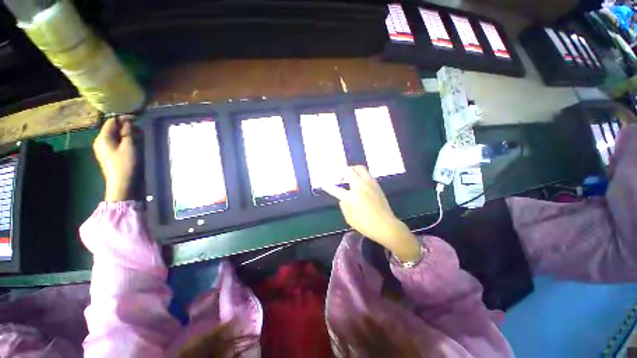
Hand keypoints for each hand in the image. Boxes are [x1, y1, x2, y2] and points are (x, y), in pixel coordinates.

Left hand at [93, 117, 136, 201]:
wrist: (123, 185)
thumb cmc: (126, 164)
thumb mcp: (130, 146)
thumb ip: (128, 132)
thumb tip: (128, 121)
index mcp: (103, 137)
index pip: (112, 121)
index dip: (124, 119)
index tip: (138, 120)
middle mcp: (100, 142)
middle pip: (113, 129)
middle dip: (126, 128)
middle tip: (140, 131)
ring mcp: (104, 150)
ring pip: (115, 137)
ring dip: (127, 135)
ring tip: (139, 139)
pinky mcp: (110, 157)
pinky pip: (117, 144)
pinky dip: (125, 142)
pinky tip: (134, 147)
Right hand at [323, 166, 420, 261]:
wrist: (387, 226)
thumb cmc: (366, 225)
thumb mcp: (350, 218)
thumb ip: (344, 206)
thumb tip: (343, 198)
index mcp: (353, 197)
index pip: (337, 189)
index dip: (329, 187)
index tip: (324, 184)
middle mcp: (361, 186)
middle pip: (350, 170)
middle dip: (342, 172)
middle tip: (340, 179)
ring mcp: (370, 184)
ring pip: (360, 169)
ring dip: (352, 171)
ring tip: (349, 178)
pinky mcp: (377, 185)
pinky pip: (367, 174)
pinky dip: (360, 175)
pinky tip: (359, 184)